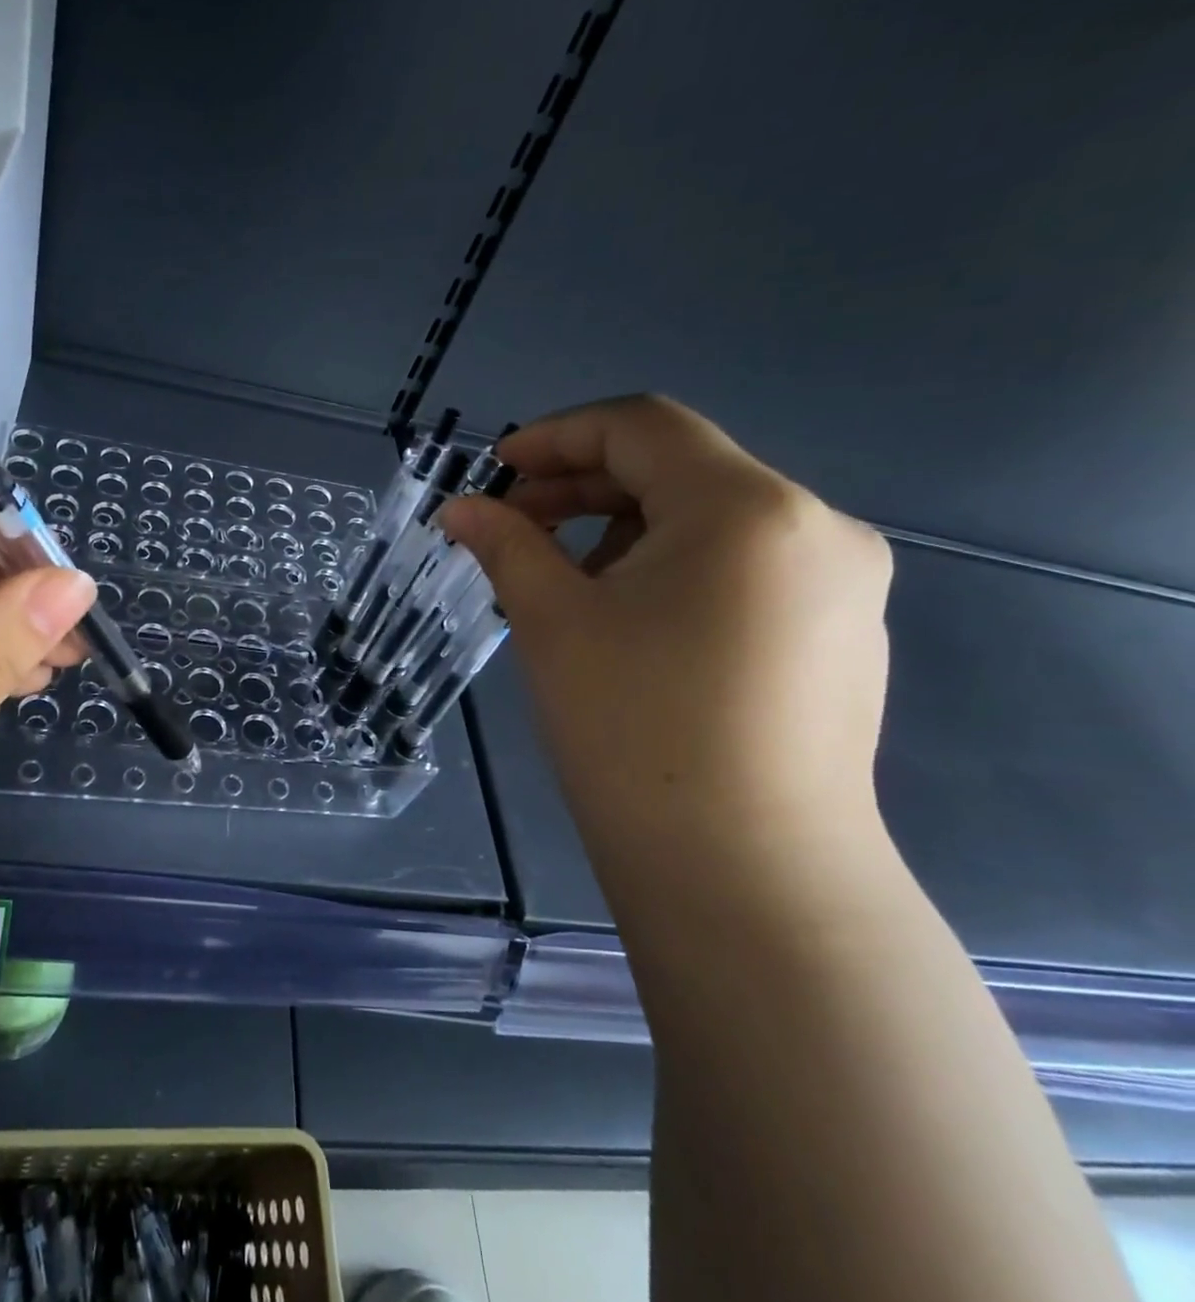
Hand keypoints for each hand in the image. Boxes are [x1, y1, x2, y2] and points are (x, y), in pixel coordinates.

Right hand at [440, 396, 894, 910]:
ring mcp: (841, 587)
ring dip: (623, 531)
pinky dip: (671, 569)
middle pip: (681, 470)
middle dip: (584, 487)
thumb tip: (460, 509)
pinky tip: (625, 619)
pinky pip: (743, 570)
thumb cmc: (634, 730)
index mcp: (749, 509)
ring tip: (560, 580)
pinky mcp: (839, 638)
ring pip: (711, 522)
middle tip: (513, 525)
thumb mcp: (553, 622)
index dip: (557, 436)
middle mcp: (816, 528)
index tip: (495, 471)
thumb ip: (506, 545)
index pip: (643, 426)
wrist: (744, 876)